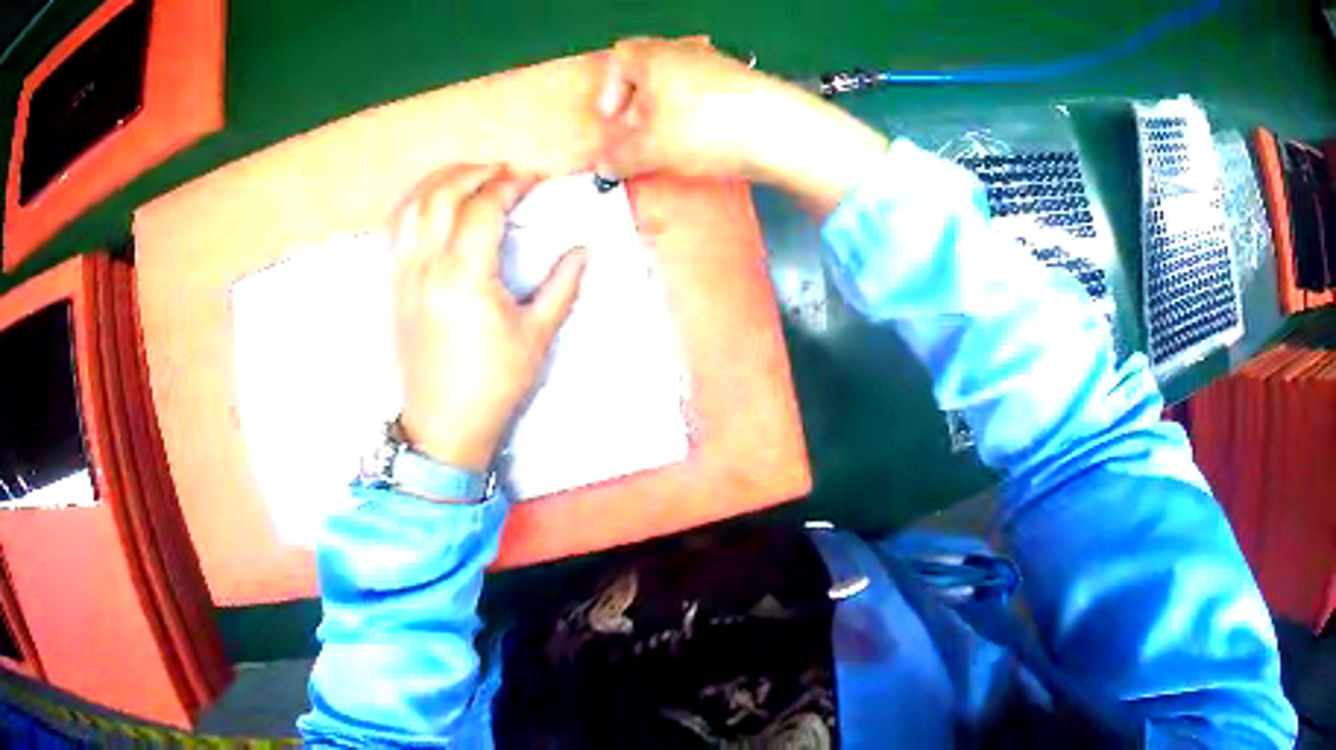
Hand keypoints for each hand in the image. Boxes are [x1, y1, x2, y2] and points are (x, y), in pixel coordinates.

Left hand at [389, 165, 586, 471]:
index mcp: (465, 277)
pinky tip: (432, 204)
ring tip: (467, 176)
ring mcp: (406, 275)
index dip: (510, 184)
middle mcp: (428, 267)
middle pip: (442, 194)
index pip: (483, 207)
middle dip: (474, 172)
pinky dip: (414, 204)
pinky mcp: (395, 287)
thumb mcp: (535, 337)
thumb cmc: (492, 385)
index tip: (532, 180)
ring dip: (439, 181)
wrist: (443, 426)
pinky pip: (396, 230)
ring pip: (411, 206)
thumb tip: (582, 251)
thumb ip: (561, 287)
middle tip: (502, 171)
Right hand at [596, 37, 889, 216]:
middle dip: (638, 103)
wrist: (780, 130)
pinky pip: (708, 94)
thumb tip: (603, 166)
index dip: (609, 89)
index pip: (620, 58)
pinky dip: (698, 114)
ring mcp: (720, 65)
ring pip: (681, 83)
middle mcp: (686, 53)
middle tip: (639, 135)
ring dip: (668, 111)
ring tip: (672, 143)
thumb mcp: (651, 149)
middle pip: (650, 70)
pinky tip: (706, 141)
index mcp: (655, 57)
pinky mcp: (746, 84)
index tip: (612, 120)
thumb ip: (620, 157)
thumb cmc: (703, 129)